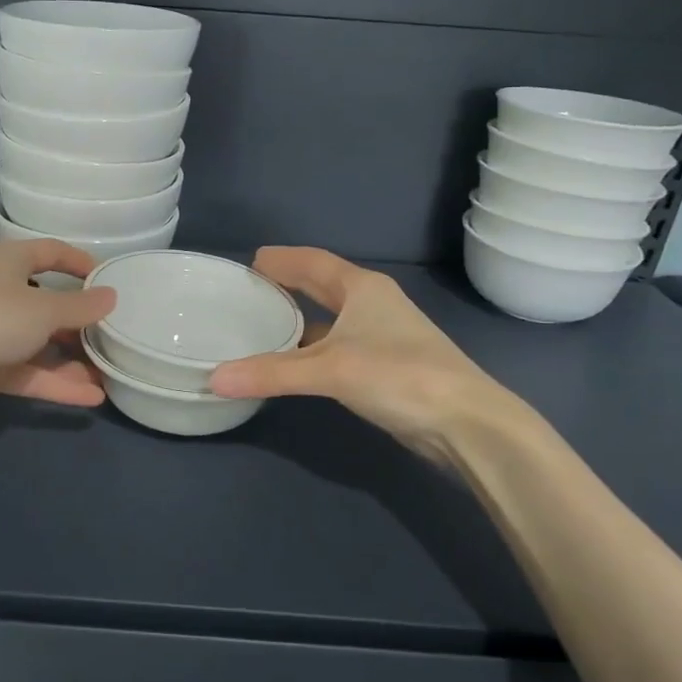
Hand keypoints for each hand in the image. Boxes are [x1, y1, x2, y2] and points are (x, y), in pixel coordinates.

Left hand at [0, 240, 117, 419]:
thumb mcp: (44, 308)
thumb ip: (80, 307)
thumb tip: (111, 296)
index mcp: (9, 262)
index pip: (50, 252)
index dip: (78, 262)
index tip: (107, 279)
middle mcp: (0, 293)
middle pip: (47, 305)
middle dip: (80, 323)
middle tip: (115, 336)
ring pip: (39, 345)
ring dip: (72, 361)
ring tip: (110, 375)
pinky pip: (28, 374)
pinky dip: (55, 384)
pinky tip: (90, 398)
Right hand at [209, 246, 532, 451]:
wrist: (467, 422)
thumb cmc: (399, 375)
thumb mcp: (330, 369)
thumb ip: (272, 373)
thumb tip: (214, 378)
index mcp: (362, 288)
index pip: (313, 262)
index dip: (283, 259)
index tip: (252, 260)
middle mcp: (374, 304)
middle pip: (324, 284)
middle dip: (291, 283)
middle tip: (253, 287)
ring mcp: (384, 336)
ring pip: (333, 318)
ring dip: (302, 318)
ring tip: (265, 324)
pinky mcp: (387, 366)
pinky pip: (340, 345)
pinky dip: (315, 348)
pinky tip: (296, 363)